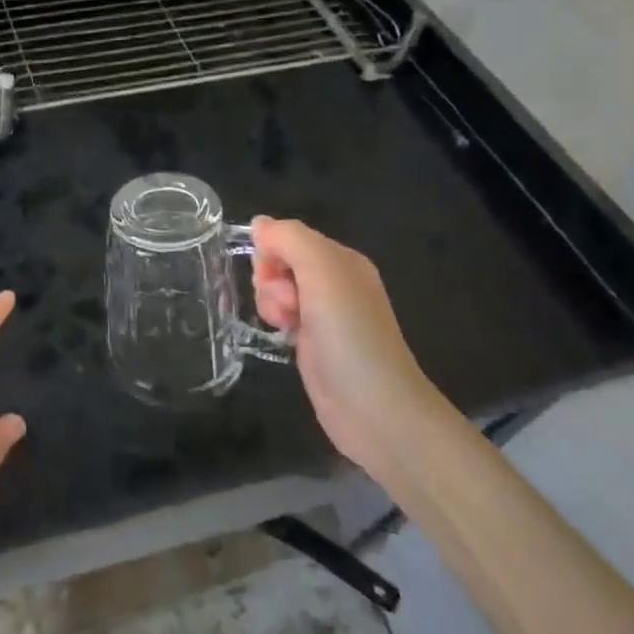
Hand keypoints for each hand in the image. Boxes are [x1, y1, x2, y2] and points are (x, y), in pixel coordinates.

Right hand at [251, 217, 439, 479]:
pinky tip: (285, 336)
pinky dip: (277, 321)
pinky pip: (282, 315)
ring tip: (287, 325)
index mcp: (342, 260)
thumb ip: (289, 239)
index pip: (289, 237)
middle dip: (271, 280)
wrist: (375, 409)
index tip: (275, 275)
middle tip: (289, 304)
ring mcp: (324, 314)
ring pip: (276, 289)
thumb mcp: (322, 272)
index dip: (272, 252)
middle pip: (280, 262)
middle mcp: (334, 282)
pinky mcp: (313, 342)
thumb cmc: (350, 334)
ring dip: (271, 302)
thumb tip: (259, 224)